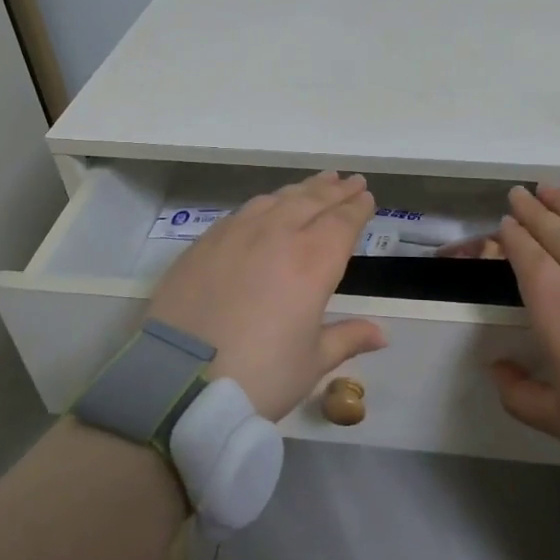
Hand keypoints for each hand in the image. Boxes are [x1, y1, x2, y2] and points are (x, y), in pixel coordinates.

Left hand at [147, 171, 388, 419]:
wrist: (177, 380)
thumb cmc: (258, 376)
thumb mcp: (311, 363)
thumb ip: (347, 338)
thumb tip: (382, 334)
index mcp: (312, 262)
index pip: (342, 222)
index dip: (357, 208)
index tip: (368, 196)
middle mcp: (277, 236)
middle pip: (312, 201)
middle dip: (335, 190)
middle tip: (350, 179)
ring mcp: (237, 234)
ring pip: (277, 200)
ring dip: (302, 190)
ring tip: (317, 184)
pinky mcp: (205, 242)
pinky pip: (244, 211)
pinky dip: (266, 203)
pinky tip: (267, 206)